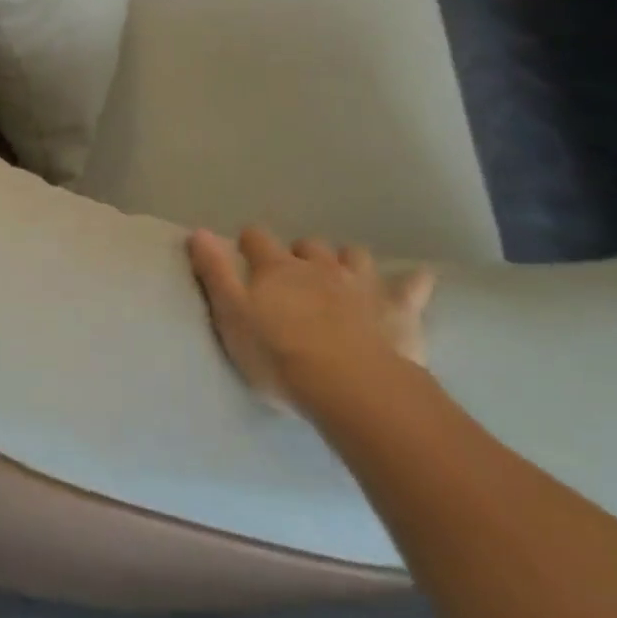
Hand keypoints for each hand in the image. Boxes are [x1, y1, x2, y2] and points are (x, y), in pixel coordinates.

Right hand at [187, 227, 434, 406]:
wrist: (349, 387)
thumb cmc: (280, 355)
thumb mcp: (232, 315)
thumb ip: (214, 272)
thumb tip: (197, 231)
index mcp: (277, 268)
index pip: (257, 239)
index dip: (249, 245)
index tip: (244, 256)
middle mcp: (318, 266)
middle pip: (307, 245)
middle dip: (300, 254)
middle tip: (295, 277)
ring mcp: (361, 284)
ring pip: (354, 256)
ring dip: (346, 261)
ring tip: (343, 276)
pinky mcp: (397, 309)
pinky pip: (411, 286)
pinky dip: (413, 282)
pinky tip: (419, 279)